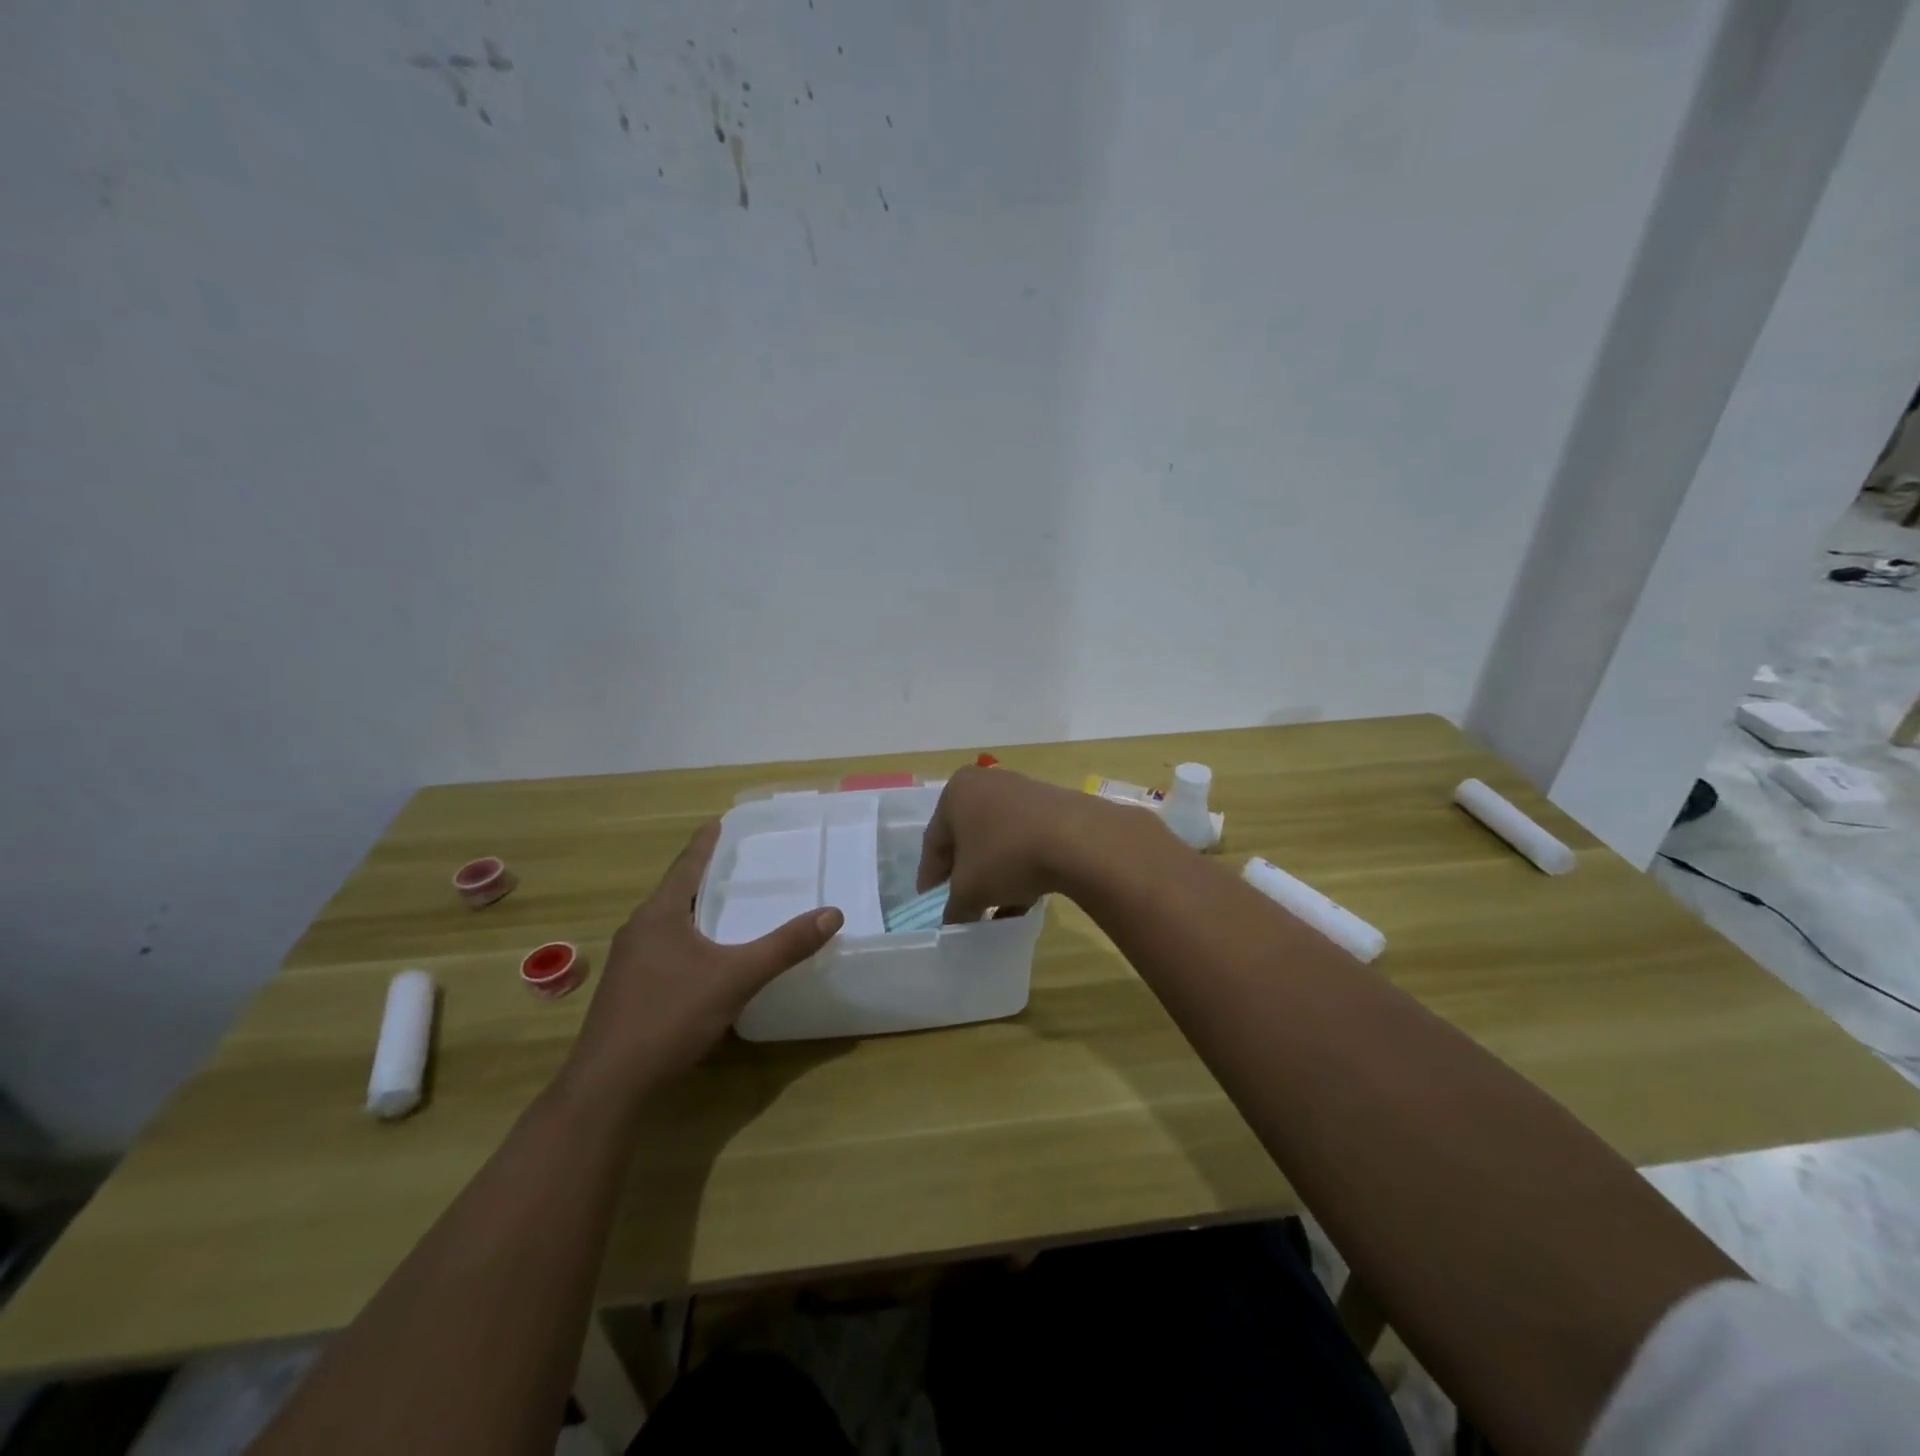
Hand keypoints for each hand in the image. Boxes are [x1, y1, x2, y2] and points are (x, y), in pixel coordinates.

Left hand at [565, 822, 842, 1099]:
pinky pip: (663, 949)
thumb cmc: (670, 1017)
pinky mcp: (628, 991)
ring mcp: (628, 963)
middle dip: (704, 877)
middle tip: (737, 864)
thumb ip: (785, 946)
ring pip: (668, 924)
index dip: (705, 844)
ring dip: (695, 911)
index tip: (719, 822)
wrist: (609, 1086)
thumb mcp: (736, 978)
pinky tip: (706, 958)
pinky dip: (688, 940)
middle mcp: (638, 930)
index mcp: (658, 915)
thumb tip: (832, 914)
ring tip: (727, 906)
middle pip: (675, 892)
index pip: (686, 866)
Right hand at [916, 765, 1144, 920]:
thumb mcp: (969, 890)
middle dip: (965, 875)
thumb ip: (953, 907)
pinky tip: (1025, 899)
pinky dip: (1020, 866)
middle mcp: (986, 783)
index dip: (930, 879)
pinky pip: (1025, 840)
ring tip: (997, 909)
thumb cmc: (1007, 855)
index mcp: (956, 792)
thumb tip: (952, 920)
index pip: (934, 842)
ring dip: (994, 875)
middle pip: (966, 839)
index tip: (931, 905)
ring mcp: (1021, 791)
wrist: (1079, 840)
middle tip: (963, 905)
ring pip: (998, 841)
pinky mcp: (1052, 805)